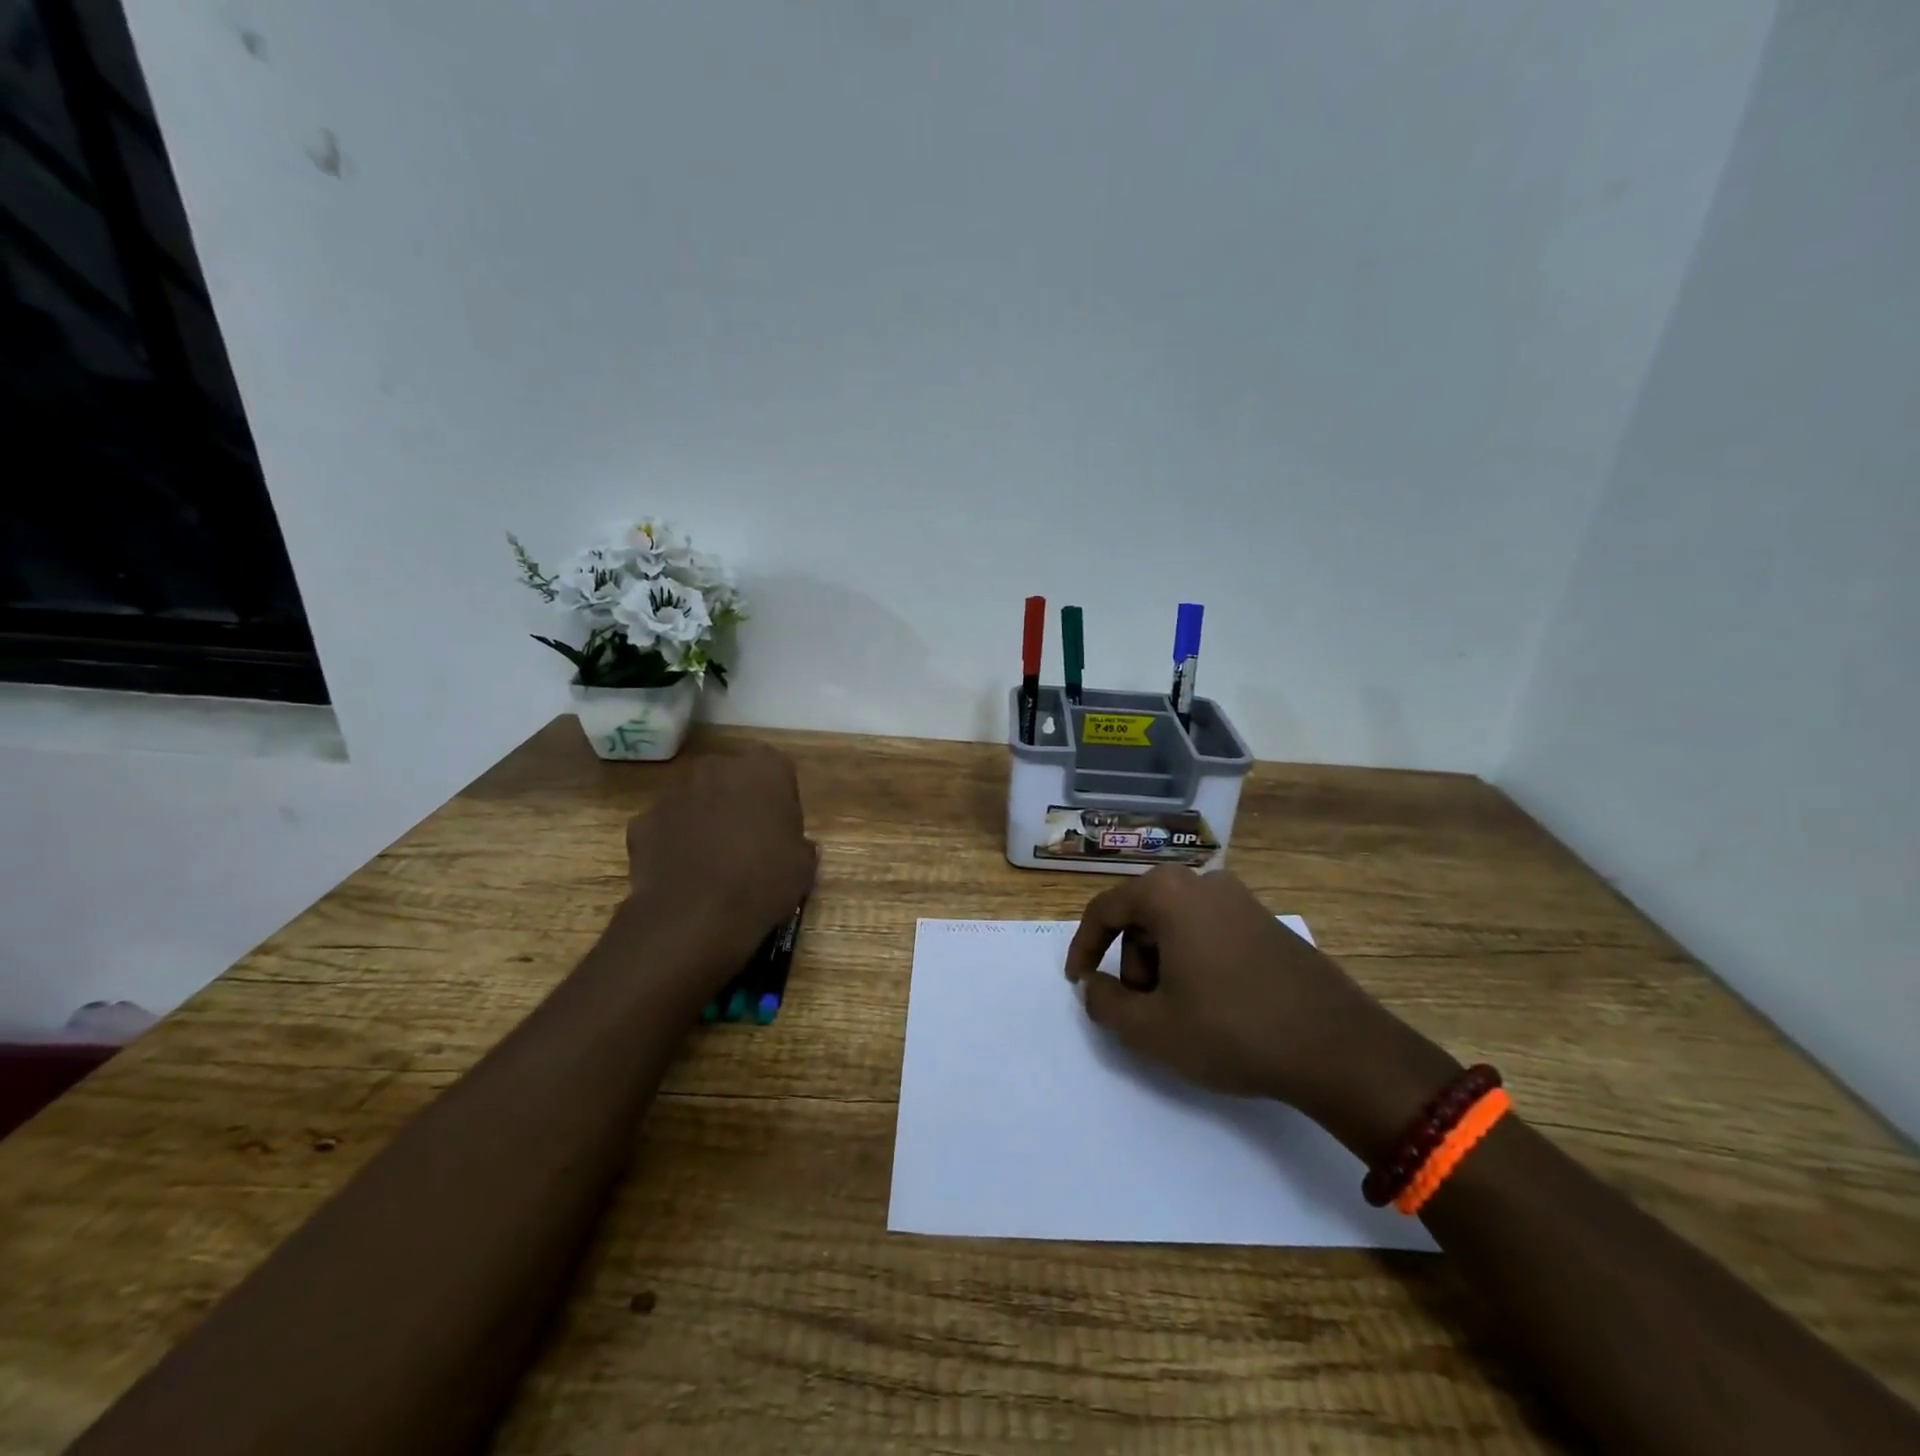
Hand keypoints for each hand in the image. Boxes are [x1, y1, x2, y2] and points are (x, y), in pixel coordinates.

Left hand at [620, 744, 818, 993]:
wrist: (695, 915)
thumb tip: (793, 846)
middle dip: (737, 799)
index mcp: (764, 769)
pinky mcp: (643, 820)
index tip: (780, 825)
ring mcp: (674, 791)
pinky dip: (672, 841)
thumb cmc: (762, 881)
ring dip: (703, 817)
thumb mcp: (803, 865)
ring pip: (695, 797)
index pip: (776, 767)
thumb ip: (799, 843)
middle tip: (747, 838)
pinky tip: (681, 871)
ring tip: (711, 858)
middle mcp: (717, 767)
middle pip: (731, 776)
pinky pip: (665, 825)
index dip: (778, 795)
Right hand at [1064, 868, 1457, 1150]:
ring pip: (1175, 924)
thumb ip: (1105, 1004)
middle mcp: (1202, 882)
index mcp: (1168, 893)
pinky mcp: (1266, 921)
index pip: (1104, 909)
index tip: (1079, 983)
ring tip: (1181, 1012)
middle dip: (1132, 962)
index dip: (1084, 947)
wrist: (1338, 1047)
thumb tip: (1095, 986)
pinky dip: (1194, 960)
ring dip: (1163, 963)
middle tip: (1143, 1009)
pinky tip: (1213, 1003)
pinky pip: (1208, 930)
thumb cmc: (1232, 1030)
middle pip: (1142, 915)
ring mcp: (1240, 898)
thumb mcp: (1151, 1029)